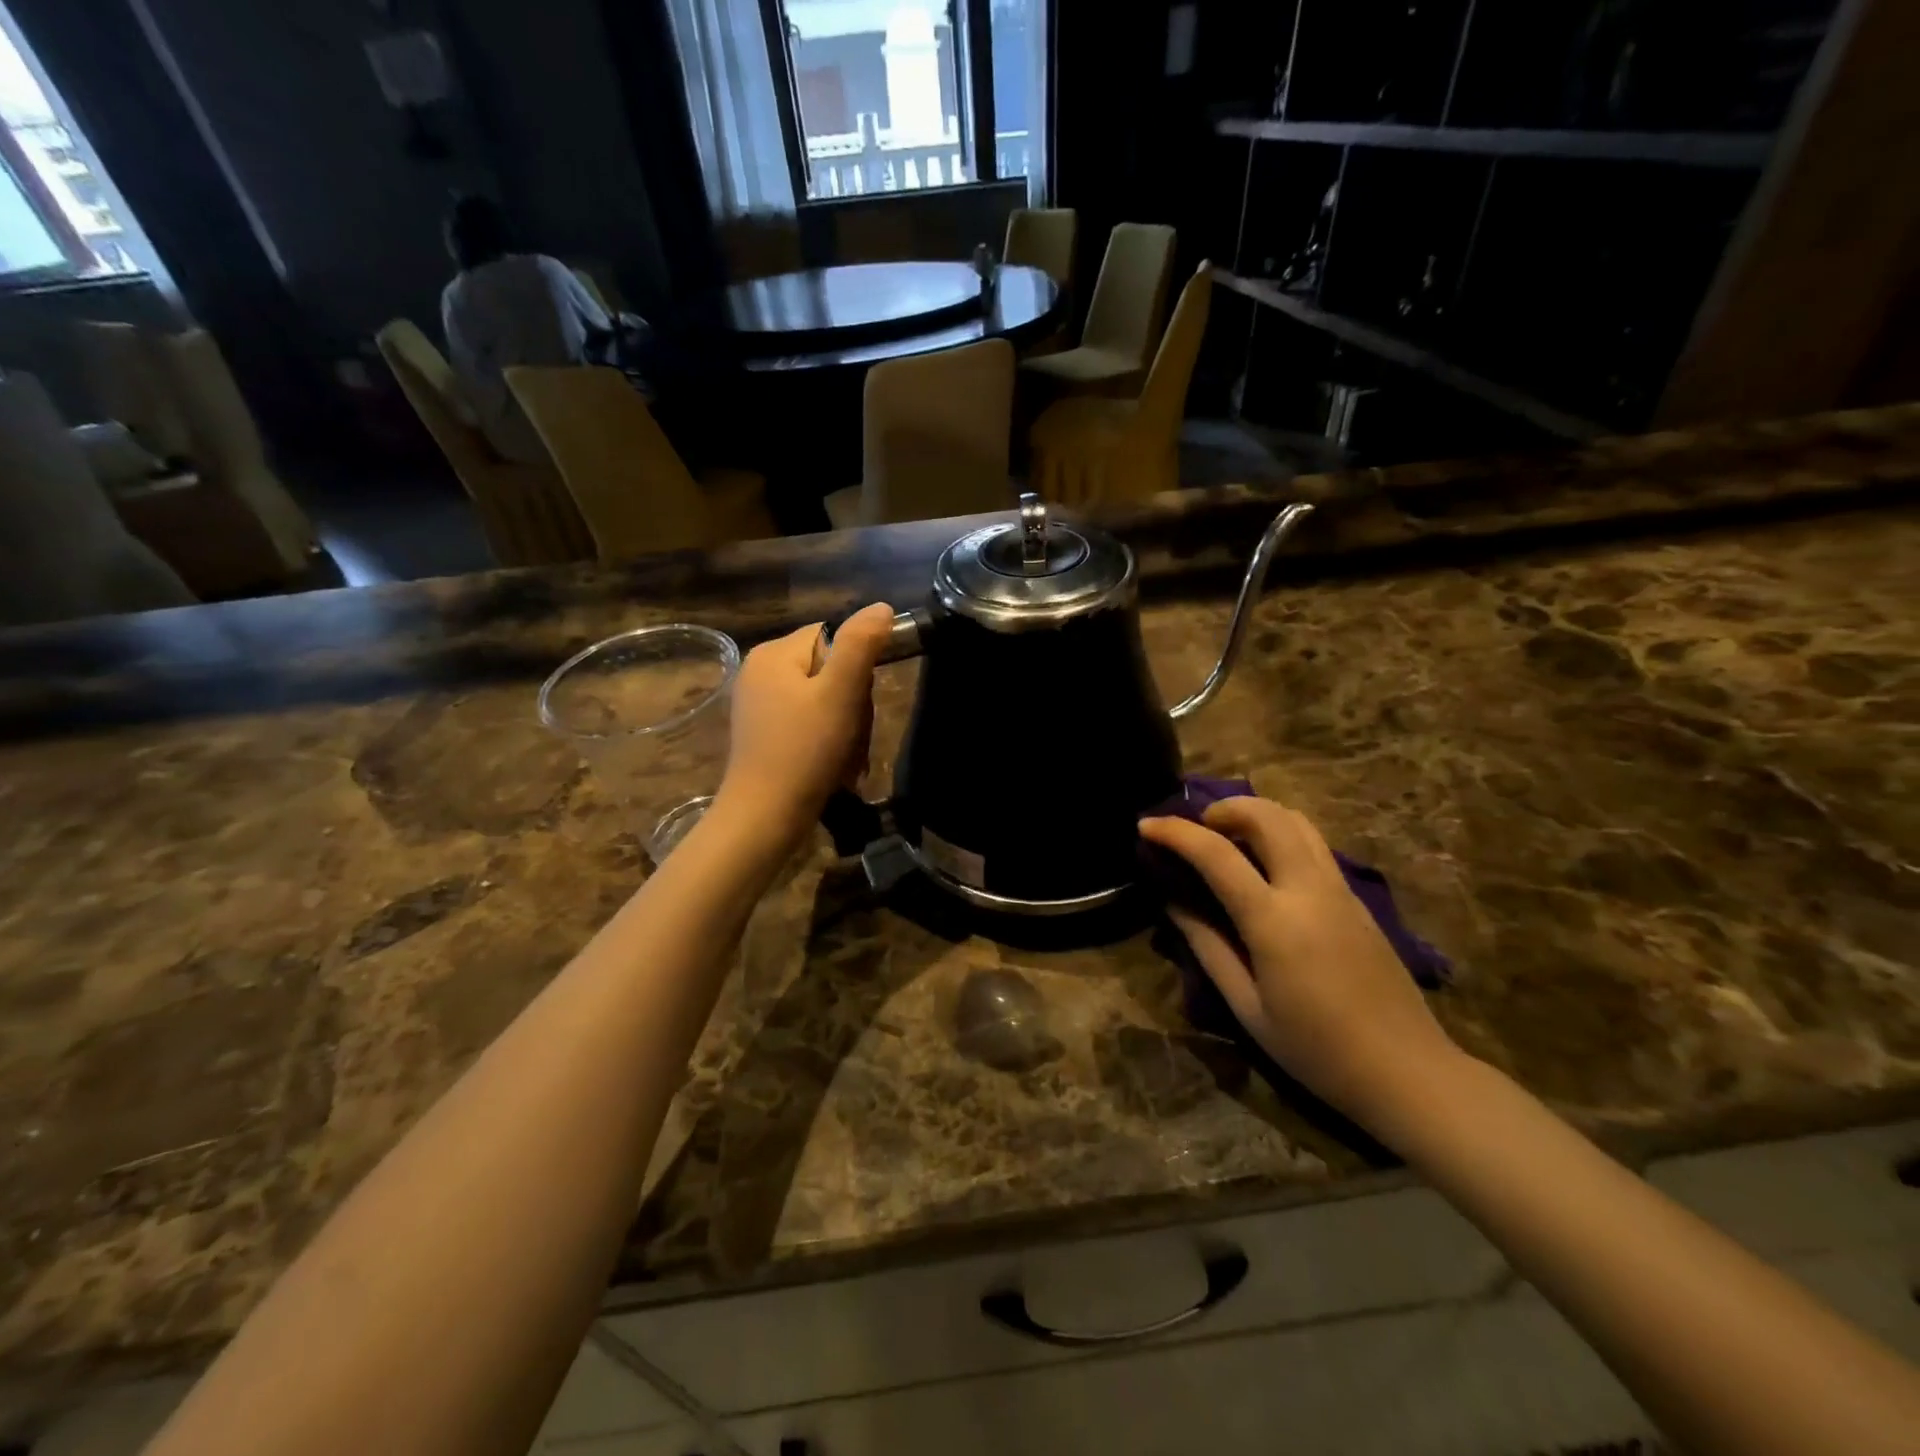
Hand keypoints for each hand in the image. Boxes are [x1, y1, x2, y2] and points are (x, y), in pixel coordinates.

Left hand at [718, 603, 894, 844]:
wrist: (765, 817)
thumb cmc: (805, 750)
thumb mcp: (840, 692)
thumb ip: (861, 644)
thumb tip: (882, 607)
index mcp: (774, 653)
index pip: (833, 637)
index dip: (858, 668)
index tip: (859, 702)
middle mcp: (760, 671)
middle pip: (830, 670)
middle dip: (852, 705)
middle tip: (853, 736)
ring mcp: (759, 705)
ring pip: (824, 701)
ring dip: (846, 729)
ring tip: (845, 758)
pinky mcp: (764, 734)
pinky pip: (809, 724)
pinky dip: (828, 743)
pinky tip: (832, 767)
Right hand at [1139, 797, 1459, 1128]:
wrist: (1407, 1071)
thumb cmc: (1316, 1049)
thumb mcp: (1247, 1005)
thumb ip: (1206, 945)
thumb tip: (1172, 900)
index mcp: (1275, 921)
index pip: (1216, 854)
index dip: (1175, 832)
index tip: (1146, 825)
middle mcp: (1310, 890)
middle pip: (1266, 815)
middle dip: (1223, 807)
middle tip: (1196, 828)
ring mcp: (1340, 889)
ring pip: (1296, 820)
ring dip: (1255, 813)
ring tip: (1227, 836)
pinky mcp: (1357, 898)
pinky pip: (1313, 843)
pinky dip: (1279, 832)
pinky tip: (1264, 862)